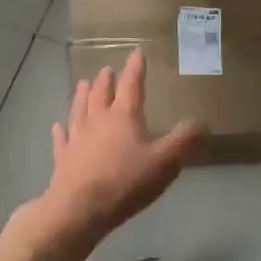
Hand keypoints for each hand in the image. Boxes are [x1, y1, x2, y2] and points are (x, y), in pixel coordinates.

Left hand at [30, 50, 202, 249]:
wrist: (80, 208)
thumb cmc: (126, 182)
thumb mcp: (164, 163)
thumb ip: (183, 141)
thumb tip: (202, 122)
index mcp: (123, 116)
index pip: (131, 85)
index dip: (135, 68)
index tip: (136, 52)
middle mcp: (98, 120)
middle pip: (101, 94)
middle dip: (106, 80)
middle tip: (106, 69)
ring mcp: (77, 138)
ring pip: (79, 109)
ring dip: (82, 95)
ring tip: (82, 84)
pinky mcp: (63, 157)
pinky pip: (62, 139)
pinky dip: (60, 131)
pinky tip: (58, 126)